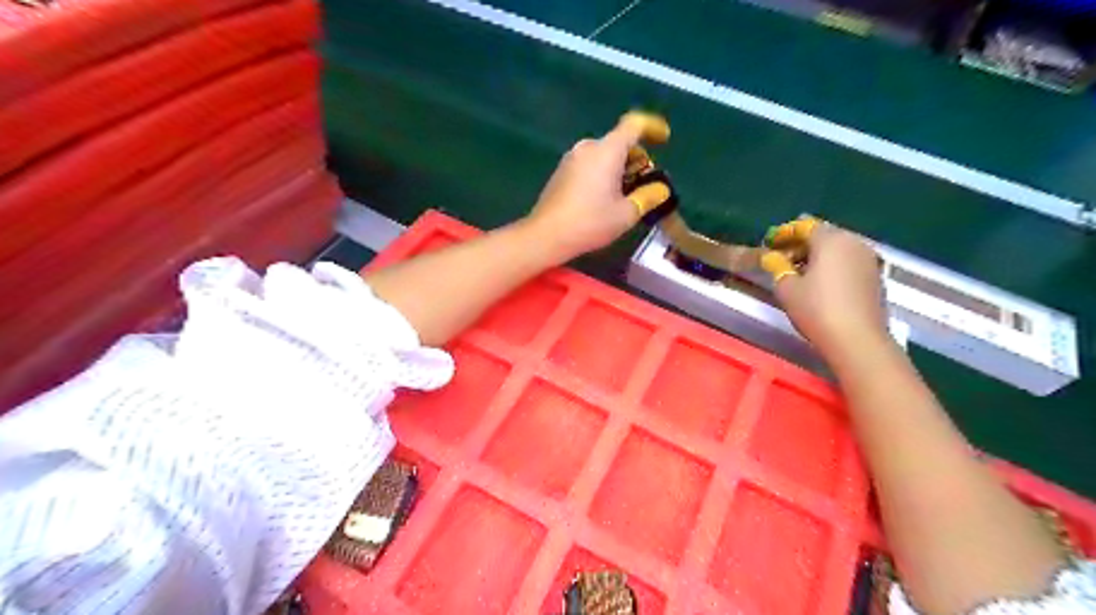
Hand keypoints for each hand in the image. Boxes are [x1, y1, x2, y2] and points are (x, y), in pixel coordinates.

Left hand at [523, 115, 657, 260]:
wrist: (546, 235)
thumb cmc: (590, 222)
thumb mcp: (627, 213)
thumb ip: (648, 197)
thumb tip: (661, 189)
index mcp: (607, 150)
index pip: (634, 124)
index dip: (652, 127)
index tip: (663, 139)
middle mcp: (588, 147)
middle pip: (619, 142)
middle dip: (637, 158)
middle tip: (646, 183)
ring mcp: (571, 158)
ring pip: (604, 154)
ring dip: (620, 168)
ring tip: (627, 195)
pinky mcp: (561, 172)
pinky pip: (590, 164)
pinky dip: (603, 173)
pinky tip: (605, 199)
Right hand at [770, 221, 888, 357]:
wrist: (857, 339)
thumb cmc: (817, 309)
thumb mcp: (787, 288)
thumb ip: (777, 267)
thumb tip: (771, 257)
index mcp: (831, 240)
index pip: (804, 226)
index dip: (784, 233)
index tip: (769, 242)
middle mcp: (854, 242)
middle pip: (823, 235)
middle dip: (801, 244)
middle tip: (781, 257)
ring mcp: (869, 259)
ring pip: (838, 249)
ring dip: (817, 256)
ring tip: (798, 271)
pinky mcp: (876, 277)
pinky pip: (848, 263)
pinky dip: (832, 267)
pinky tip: (819, 283)